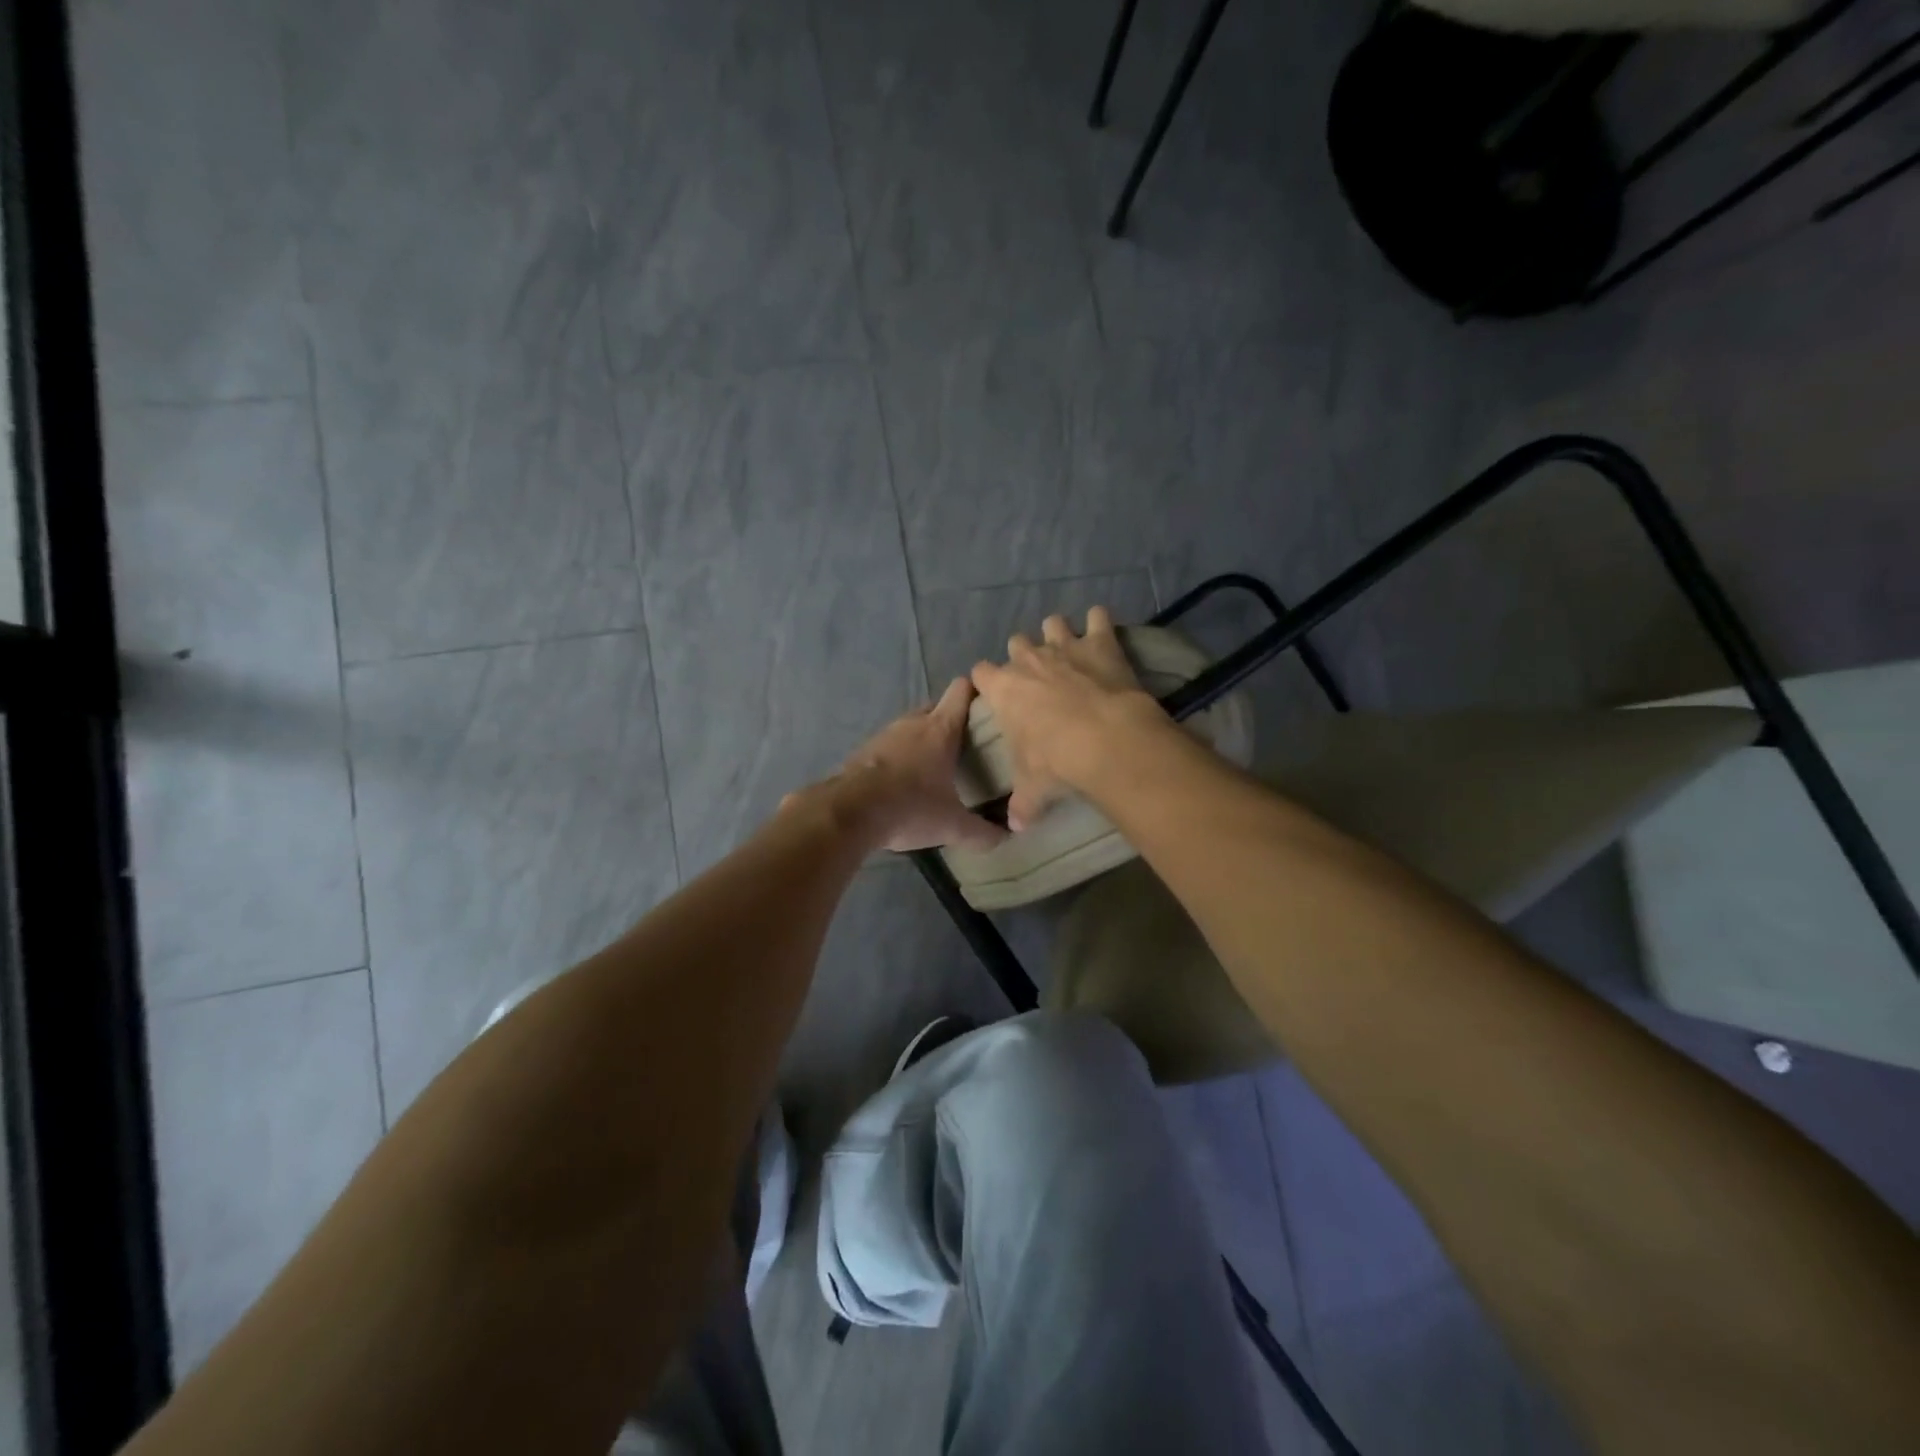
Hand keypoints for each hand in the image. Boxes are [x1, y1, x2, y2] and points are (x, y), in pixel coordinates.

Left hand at [834, 678, 1007, 852]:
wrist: (849, 812)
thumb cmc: (910, 808)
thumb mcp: (952, 826)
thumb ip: (982, 832)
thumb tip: (1006, 837)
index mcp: (940, 729)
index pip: (961, 691)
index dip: (976, 692)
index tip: (989, 707)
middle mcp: (912, 723)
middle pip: (937, 708)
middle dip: (951, 721)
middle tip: (967, 745)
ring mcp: (885, 734)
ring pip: (911, 726)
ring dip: (923, 739)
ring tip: (936, 765)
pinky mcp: (864, 750)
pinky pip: (890, 745)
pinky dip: (900, 756)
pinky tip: (903, 781)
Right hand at [970, 606, 1169, 831]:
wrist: (1103, 739)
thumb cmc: (1055, 761)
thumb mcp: (1033, 787)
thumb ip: (1022, 805)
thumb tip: (1015, 828)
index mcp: (1003, 689)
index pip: (981, 672)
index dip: (987, 680)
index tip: (994, 691)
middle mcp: (1029, 660)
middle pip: (1017, 642)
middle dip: (1024, 655)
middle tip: (1037, 676)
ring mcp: (1065, 646)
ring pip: (1053, 623)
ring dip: (1058, 633)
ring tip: (1069, 649)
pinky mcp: (1100, 642)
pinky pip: (1098, 618)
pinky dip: (1100, 622)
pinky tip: (1103, 630)